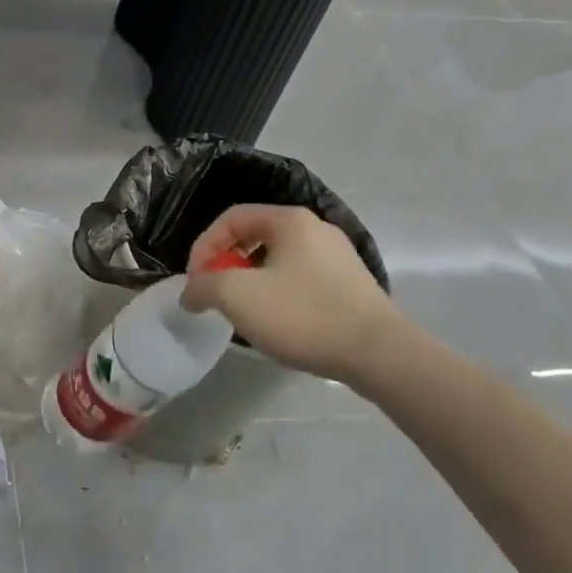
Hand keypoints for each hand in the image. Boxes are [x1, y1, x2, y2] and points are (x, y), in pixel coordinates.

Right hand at [182, 204, 398, 381]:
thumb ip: (203, 286)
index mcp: (289, 220)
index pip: (231, 218)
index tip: (195, 280)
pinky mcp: (352, 284)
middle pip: (255, 236)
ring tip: (243, 311)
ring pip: (279, 259)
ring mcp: (339, 256)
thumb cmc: (303, 315)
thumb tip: (191, 292)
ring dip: (252, 280)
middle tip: (215, 294)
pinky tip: (279, 322)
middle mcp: (316, 228)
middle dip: (227, 264)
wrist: (380, 354)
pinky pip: (302, 278)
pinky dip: (279, 293)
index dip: (204, 246)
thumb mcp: (237, 297)